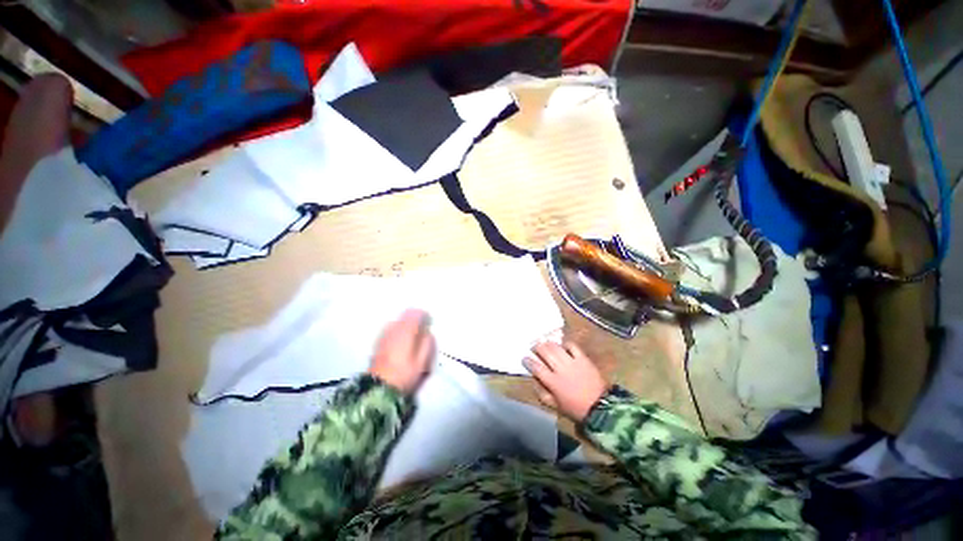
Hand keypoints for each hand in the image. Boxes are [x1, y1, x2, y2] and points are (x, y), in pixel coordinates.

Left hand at [369, 309, 434, 393]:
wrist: (378, 389)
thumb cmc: (404, 374)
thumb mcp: (422, 361)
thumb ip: (427, 343)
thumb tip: (428, 332)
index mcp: (406, 331)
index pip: (416, 313)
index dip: (425, 316)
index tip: (429, 323)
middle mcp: (393, 328)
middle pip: (406, 314)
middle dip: (415, 319)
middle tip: (422, 330)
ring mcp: (384, 334)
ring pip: (398, 321)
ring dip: (406, 325)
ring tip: (412, 337)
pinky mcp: (378, 342)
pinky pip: (391, 328)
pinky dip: (398, 330)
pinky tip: (401, 342)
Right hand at [524, 341, 607, 422]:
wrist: (600, 407)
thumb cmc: (575, 408)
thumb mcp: (555, 406)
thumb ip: (542, 394)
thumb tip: (534, 382)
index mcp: (553, 382)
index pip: (537, 368)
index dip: (528, 361)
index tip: (524, 358)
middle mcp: (560, 369)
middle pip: (545, 353)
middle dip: (537, 347)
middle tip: (533, 346)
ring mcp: (572, 363)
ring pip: (556, 348)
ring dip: (548, 343)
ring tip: (545, 342)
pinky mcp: (583, 359)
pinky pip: (573, 347)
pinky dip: (566, 344)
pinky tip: (563, 345)